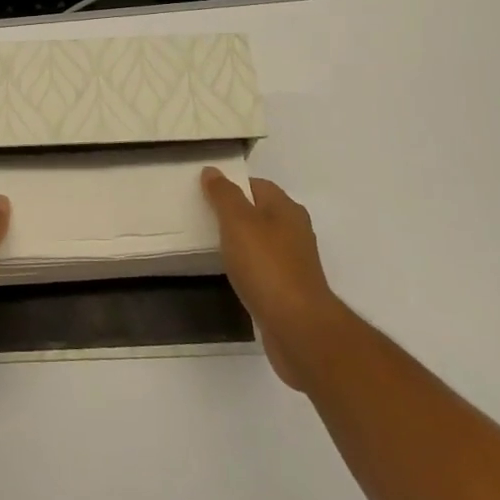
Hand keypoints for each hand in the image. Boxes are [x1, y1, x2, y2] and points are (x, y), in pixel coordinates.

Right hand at [200, 169, 342, 390]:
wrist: (298, 328)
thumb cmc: (266, 266)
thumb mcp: (238, 222)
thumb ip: (224, 195)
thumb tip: (212, 171)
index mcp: (286, 209)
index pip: (256, 185)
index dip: (231, 185)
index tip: (203, 192)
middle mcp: (294, 231)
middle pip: (259, 212)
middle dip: (233, 214)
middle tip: (201, 217)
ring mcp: (294, 263)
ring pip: (260, 242)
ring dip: (239, 242)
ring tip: (210, 245)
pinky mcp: (289, 290)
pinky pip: (262, 268)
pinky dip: (246, 268)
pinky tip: (230, 275)